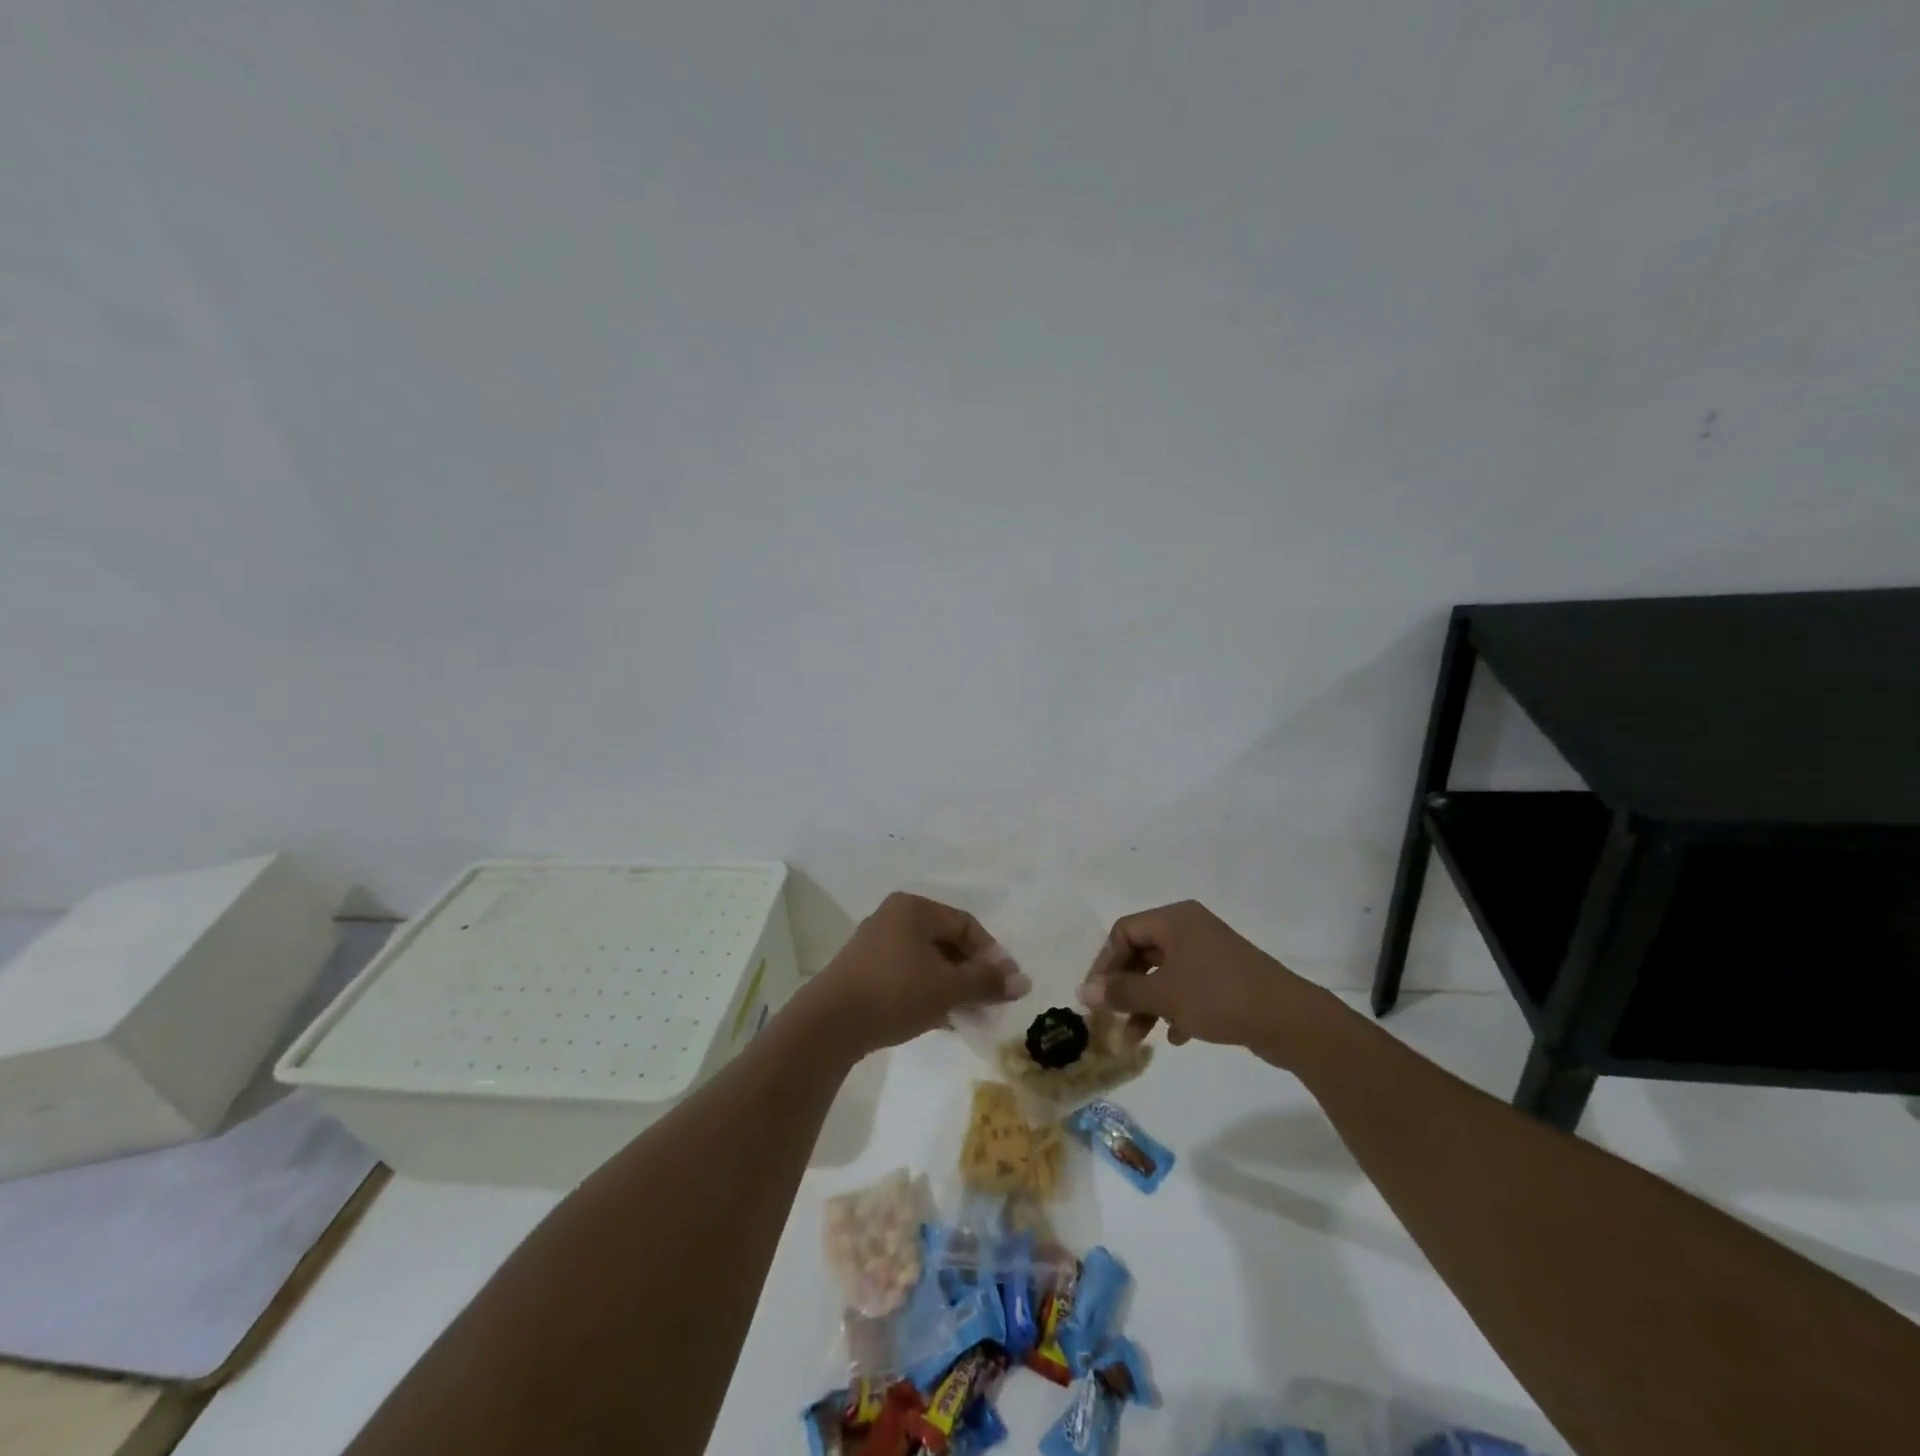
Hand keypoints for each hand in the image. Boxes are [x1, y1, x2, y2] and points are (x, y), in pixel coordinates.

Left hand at [798, 892, 1029, 1059]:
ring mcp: (876, 943)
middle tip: (990, 1002)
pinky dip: (928, 991)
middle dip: (972, 973)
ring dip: (952, 985)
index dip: (992, 954)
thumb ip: (987, 982)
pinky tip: (941, 1018)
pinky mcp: (865, 970)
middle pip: (947, 941)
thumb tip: (1024, 981)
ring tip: (969, 1015)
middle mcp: (894, 917)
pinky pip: (908, 974)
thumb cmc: (895, 993)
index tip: (1007, 985)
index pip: (966, 925)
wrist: (829, 1024)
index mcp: (914, 909)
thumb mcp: (948, 988)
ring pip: (928, 961)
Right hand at [1076, 900, 1331, 1062]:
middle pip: (1142, 952)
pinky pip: (1187, 988)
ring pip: (1164, 974)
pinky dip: (1174, 1009)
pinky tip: (1175, 1038)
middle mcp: (1190, 929)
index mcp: (1175, 919)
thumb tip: (1083, 992)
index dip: (1104, 963)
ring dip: (1146, 1004)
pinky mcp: (1225, 978)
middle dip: (1125, 988)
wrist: (1288, 1020)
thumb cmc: (1218, 996)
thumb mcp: (1163, 995)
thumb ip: (1122, 991)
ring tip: (1136, 1039)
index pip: (1124, 932)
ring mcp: (1210, 953)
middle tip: (1112, 1018)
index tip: (1095, 997)